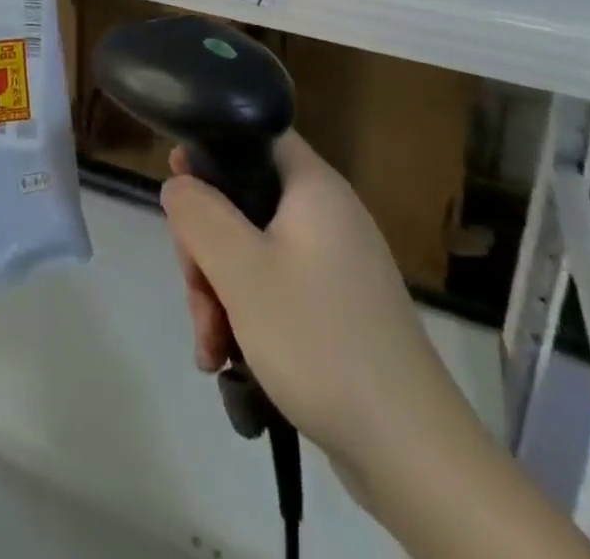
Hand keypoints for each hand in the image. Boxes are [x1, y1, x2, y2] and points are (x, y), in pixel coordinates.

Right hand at [161, 133, 462, 485]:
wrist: (411, 454)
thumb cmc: (318, 340)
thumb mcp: (240, 270)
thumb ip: (198, 214)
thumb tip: (178, 184)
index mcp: (313, 187)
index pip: (255, 135)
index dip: (210, 150)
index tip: (179, 189)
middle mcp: (326, 214)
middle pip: (243, 201)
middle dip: (206, 247)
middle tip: (196, 293)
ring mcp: (334, 264)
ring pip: (252, 251)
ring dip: (219, 291)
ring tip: (211, 346)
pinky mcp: (336, 307)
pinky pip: (275, 288)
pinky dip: (246, 315)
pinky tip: (227, 361)